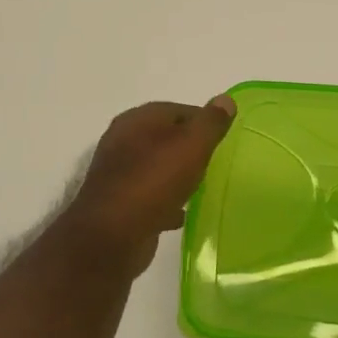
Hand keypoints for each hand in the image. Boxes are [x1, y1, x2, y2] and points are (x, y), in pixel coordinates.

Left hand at [56, 96, 236, 272]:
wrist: (111, 238)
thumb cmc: (153, 182)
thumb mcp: (192, 146)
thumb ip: (210, 123)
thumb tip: (226, 99)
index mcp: (138, 120)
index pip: (179, 110)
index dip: (204, 122)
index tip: (225, 139)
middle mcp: (123, 141)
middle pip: (166, 137)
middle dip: (190, 147)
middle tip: (216, 161)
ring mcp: (118, 173)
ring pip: (157, 166)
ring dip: (178, 174)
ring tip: (202, 186)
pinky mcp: (118, 203)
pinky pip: (150, 195)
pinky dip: (166, 200)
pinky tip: (182, 213)